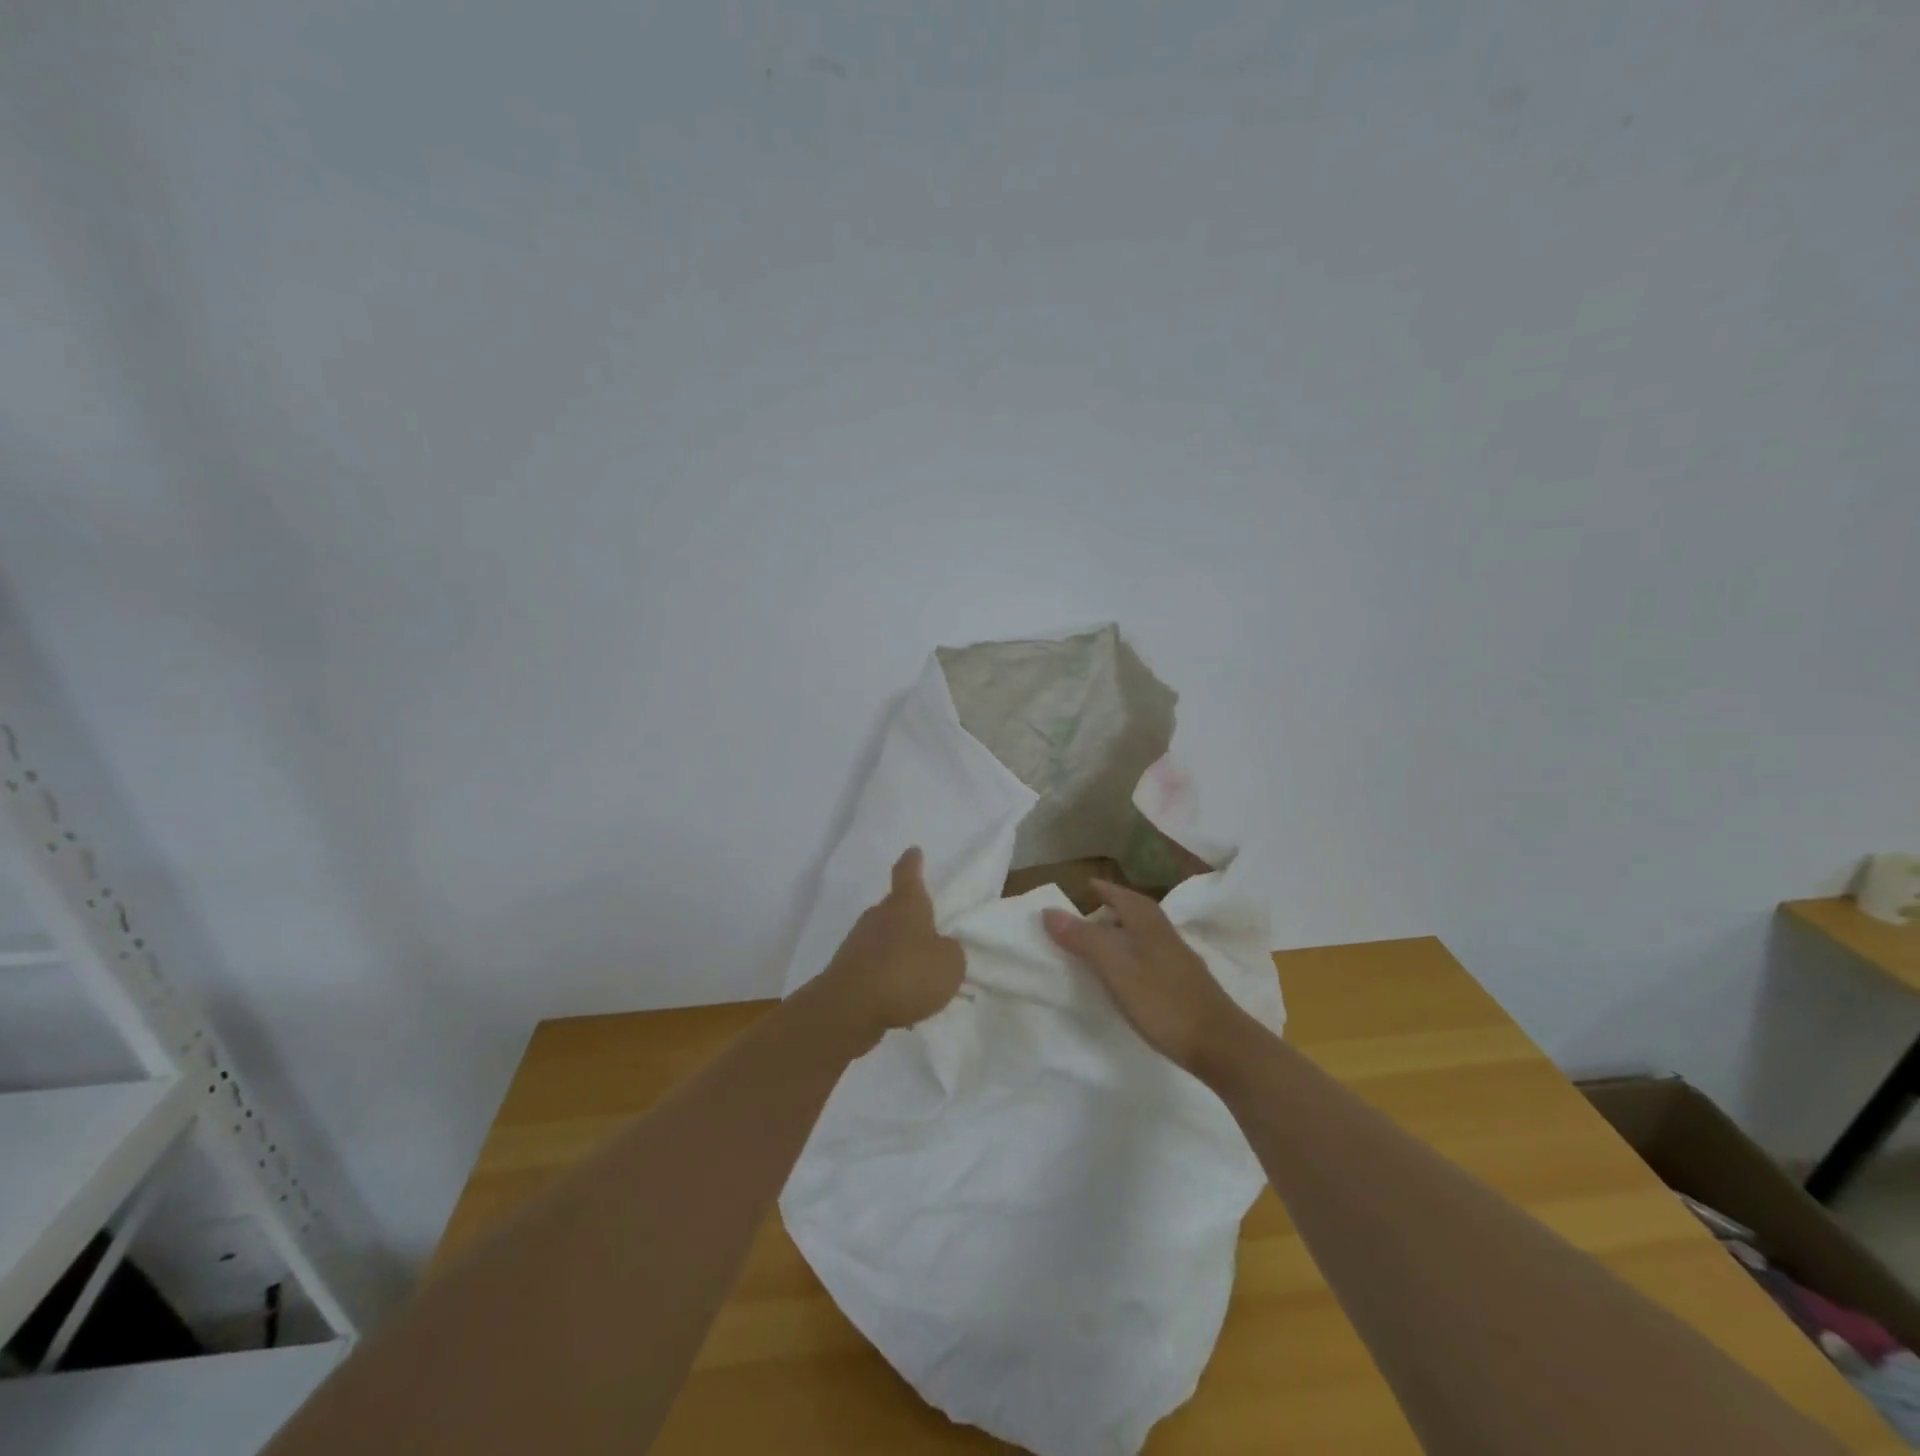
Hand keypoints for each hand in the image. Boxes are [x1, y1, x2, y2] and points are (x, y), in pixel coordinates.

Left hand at [819, 847, 965, 1045]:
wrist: (850, 1007)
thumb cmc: (906, 974)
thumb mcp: (950, 964)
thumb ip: (950, 952)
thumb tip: (940, 947)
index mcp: (906, 905)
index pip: (908, 874)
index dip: (912, 862)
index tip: (913, 851)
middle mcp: (878, 916)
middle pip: (894, 908)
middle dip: (908, 917)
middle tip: (927, 930)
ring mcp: (858, 942)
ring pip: (883, 938)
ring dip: (897, 950)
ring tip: (917, 973)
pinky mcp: (847, 970)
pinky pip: (874, 967)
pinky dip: (886, 976)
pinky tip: (898, 998)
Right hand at [1043, 879, 1247, 1073]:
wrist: (1222, 1045)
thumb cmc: (1164, 1003)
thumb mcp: (1117, 970)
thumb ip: (1084, 939)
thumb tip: (1049, 911)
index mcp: (1148, 925)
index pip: (1122, 896)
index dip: (1103, 890)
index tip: (1084, 886)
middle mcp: (1165, 934)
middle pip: (1136, 911)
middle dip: (1114, 906)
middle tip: (1089, 911)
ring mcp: (1178, 959)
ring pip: (1146, 933)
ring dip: (1124, 929)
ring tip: (1102, 940)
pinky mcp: (1184, 983)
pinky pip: (1152, 954)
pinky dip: (1134, 952)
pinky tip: (1128, 972)